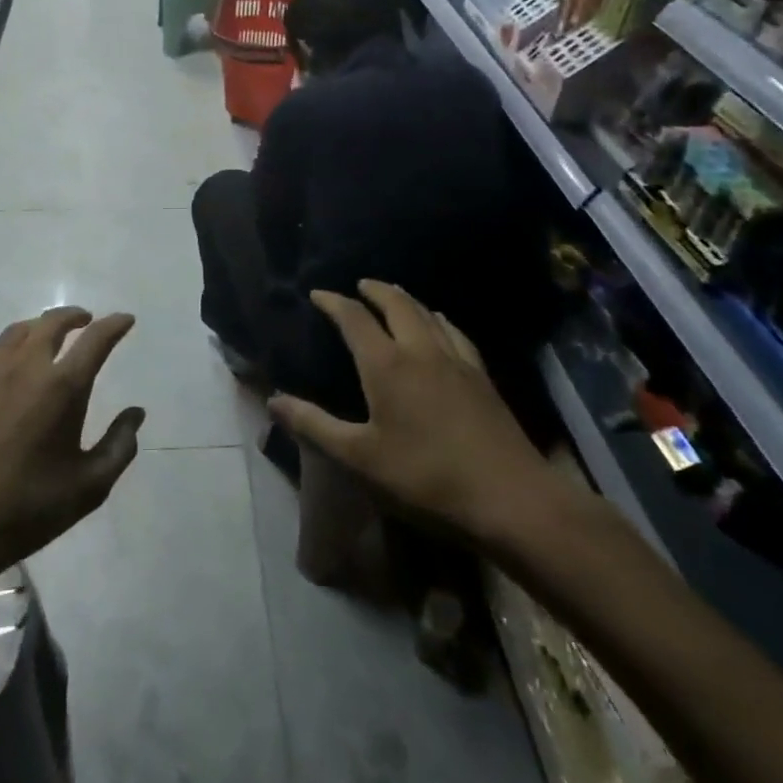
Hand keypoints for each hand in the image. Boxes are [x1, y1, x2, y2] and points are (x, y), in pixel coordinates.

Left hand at [0, 308, 143, 580]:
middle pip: (54, 322)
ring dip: (40, 328)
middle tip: (86, 321)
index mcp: (62, 386)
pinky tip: (6, 367)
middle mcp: (26, 365)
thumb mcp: (88, 488)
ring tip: (47, 339)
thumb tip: (135, 413)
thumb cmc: (25, 509)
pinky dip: (7, 349)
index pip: (96, 339)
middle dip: (75, 316)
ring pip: (19, 331)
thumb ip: (119, 446)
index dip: (115, 324)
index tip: (125, 319)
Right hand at [268, 282, 564, 545]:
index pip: (354, 318)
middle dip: (375, 290)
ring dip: (406, 300)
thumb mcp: (359, 458)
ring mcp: (455, 360)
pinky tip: (441, 325)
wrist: (509, 497)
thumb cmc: (425, 478)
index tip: (318, 294)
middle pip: (396, 304)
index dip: (334, 302)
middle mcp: (420, 350)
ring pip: (428, 314)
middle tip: (360, 284)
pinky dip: (439, 320)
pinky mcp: (481, 376)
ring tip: (395, 296)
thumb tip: (273, 400)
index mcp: (386, 364)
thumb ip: (314, 425)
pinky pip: (455, 332)